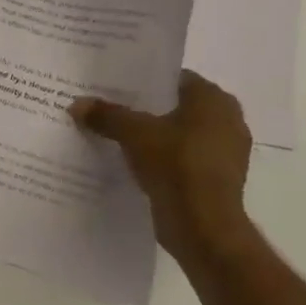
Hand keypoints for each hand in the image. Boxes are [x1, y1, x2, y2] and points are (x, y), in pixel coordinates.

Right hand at [69, 70, 254, 268]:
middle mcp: (228, 120)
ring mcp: (226, 152)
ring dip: (155, 138)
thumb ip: (106, 115)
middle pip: (177, 107)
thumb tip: (77, 104)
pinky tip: (135, 165)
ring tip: (118, 138)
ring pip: (181, 135)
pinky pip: (184, 160)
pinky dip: (164, 161)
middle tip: (112, 111)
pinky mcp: (217, 180)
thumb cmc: (176, 164)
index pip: (175, 79)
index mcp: (213, 99)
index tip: (116, 88)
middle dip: (147, 111)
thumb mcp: (133, 134)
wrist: (203, 225)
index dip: (144, 82)